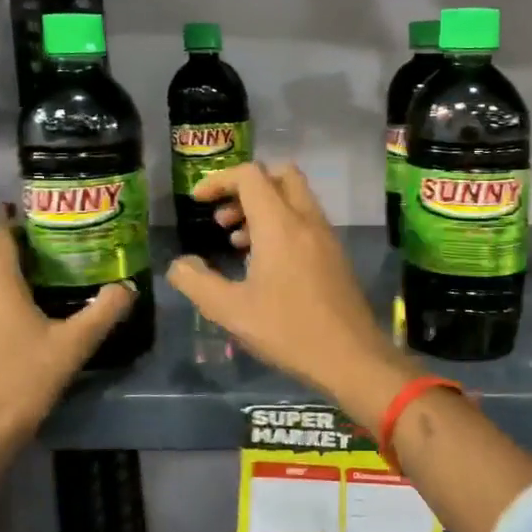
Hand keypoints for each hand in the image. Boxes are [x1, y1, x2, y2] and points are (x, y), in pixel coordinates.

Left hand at [0, 225, 133, 466]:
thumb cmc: (21, 382)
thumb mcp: (72, 346)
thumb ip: (103, 312)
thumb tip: (128, 287)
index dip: (15, 218)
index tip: (43, 211)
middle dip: (17, 244)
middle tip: (56, 243)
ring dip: (6, 272)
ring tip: (44, 275)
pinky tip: (20, 316)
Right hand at [167, 164, 411, 420]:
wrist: (351, 357)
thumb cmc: (288, 331)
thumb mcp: (231, 312)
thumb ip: (198, 283)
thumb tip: (179, 265)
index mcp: (280, 224)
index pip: (250, 175)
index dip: (219, 180)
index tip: (198, 202)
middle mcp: (307, 220)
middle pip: (280, 175)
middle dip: (247, 186)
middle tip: (224, 216)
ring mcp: (326, 236)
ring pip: (296, 198)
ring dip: (264, 207)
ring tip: (236, 242)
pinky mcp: (336, 255)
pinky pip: (306, 221)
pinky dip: (283, 225)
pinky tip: (265, 263)